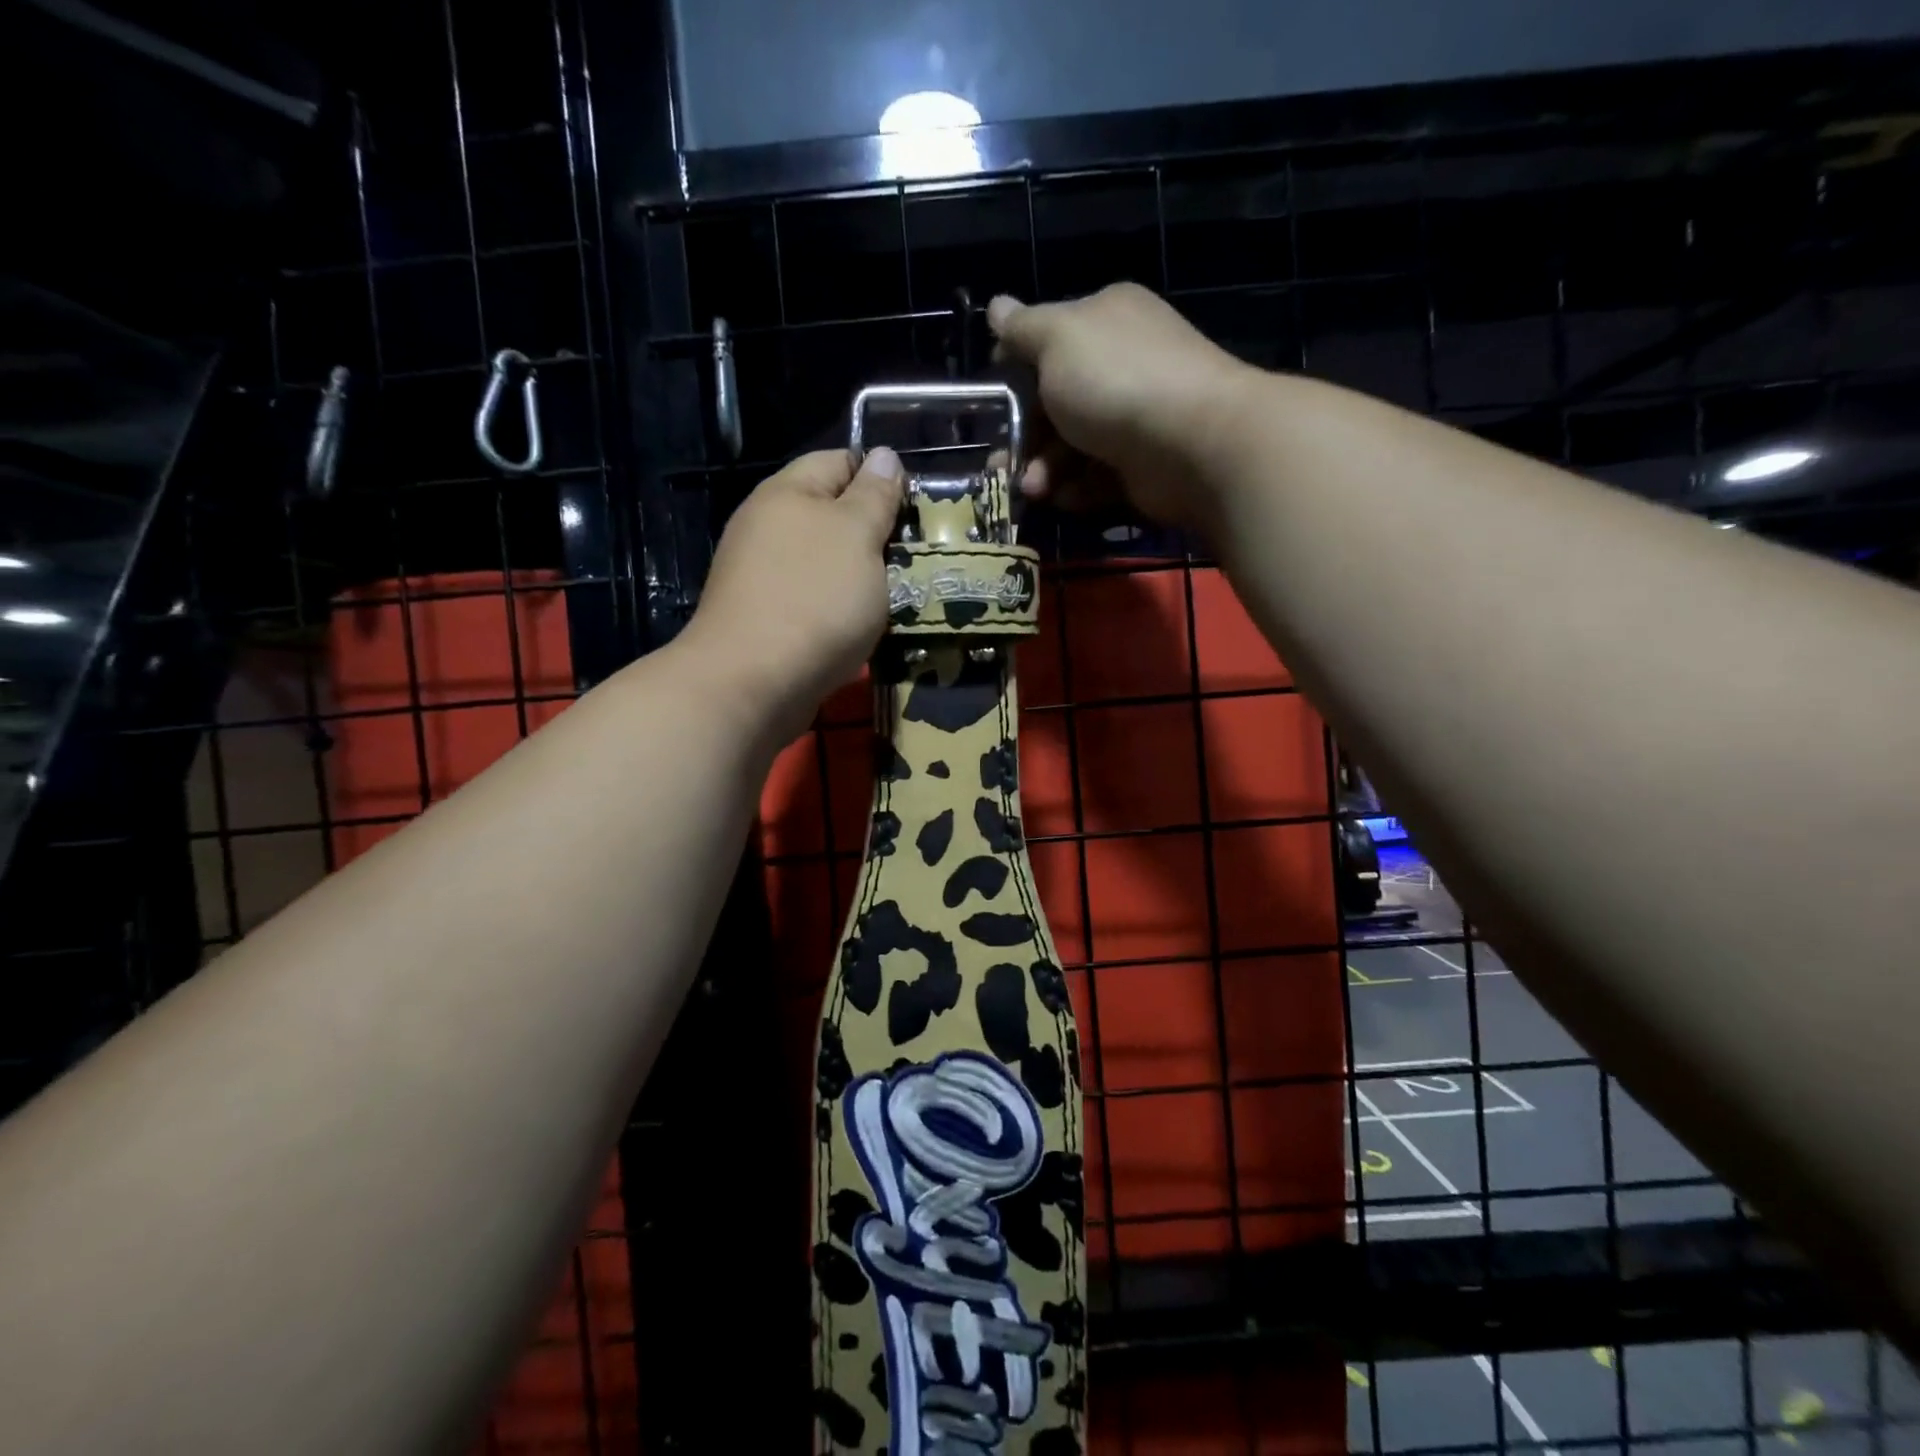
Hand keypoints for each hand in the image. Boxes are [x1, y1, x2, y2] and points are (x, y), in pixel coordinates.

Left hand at [676, 447, 902, 743]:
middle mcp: (768, 527)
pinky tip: (863, 627)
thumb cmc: (814, 599)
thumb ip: (873, 496)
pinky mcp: (766, 619)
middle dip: (875, 533)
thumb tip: (883, 455)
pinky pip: (813, 601)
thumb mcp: (857, 536)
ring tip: (899, 594)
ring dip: (861, 576)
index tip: (916, 509)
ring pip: (825, 562)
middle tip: (915, 556)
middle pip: (831, 515)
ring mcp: (762, 576)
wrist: (753, 684)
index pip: (839, 461)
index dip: (881, 476)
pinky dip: (840, 610)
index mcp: (787, 493)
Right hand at [988, 283, 1254, 531]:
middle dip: (1024, 436)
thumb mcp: (1057, 339)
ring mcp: (1134, 417)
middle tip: (1001, 465)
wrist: (1191, 442)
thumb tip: (996, 305)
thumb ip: (1022, 328)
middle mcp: (1121, 364)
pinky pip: (1096, 477)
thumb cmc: (1115, 380)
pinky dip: (1077, 488)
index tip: (991, 404)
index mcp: (1103, 321)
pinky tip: (1066, 498)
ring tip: (1033, 489)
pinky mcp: (1141, 465)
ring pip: (1072, 446)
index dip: (1014, 373)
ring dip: (1045, 470)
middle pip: (1056, 402)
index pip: (1047, 343)